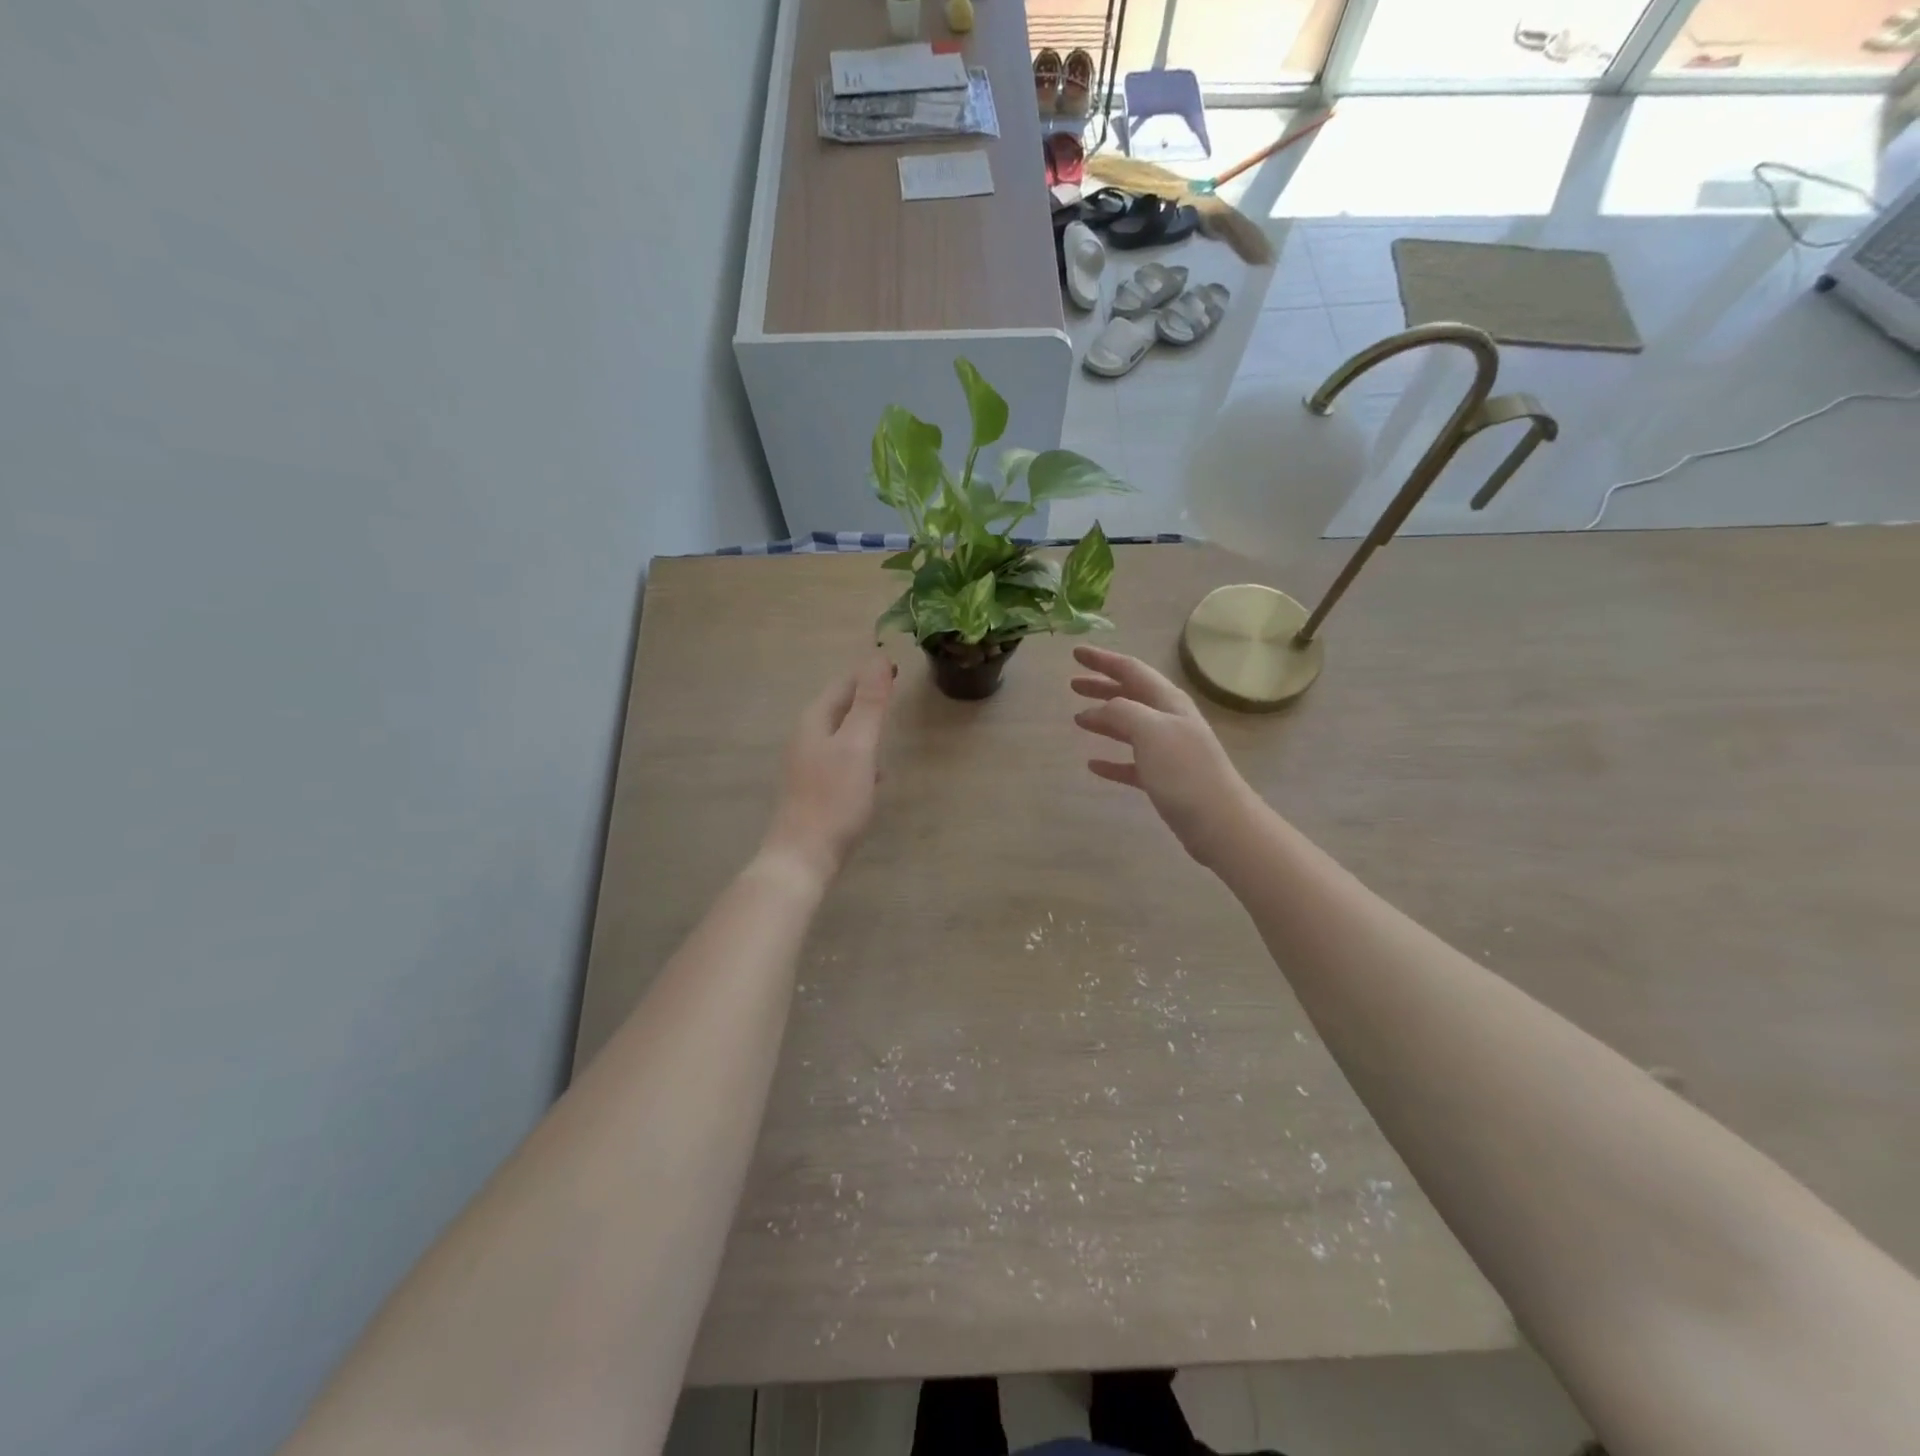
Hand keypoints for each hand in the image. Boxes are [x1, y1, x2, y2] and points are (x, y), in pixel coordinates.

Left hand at [762, 654, 894, 883]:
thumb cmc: (833, 799)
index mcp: (815, 721)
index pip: (844, 684)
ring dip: (863, 725)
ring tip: (887, 723)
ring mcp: (808, 765)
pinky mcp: (815, 789)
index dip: (869, 672)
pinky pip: (841, 758)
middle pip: (839, 706)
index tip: (896, 664)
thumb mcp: (857, 746)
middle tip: (894, 688)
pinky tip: (875, 772)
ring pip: (840, 733)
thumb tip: (877, 657)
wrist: (803, 857)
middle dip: (865, 696)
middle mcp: (806, 737)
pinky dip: (860, 754)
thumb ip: (869, 704)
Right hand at [1071, 646, 1259, 867]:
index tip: (1075, 653)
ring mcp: (1168, 751)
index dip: (1103, 660)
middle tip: (1073, 683)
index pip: (1131, 670)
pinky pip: (1132, 763)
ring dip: (1104, 719)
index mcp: (1169, 702)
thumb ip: (1122, 711)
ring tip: (1077, 718)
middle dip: (1102, 686)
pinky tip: (1093, 765)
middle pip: (1131, 695)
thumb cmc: (1185, 772)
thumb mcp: (1151, 731)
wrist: (1220, 823)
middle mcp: (1169, 721)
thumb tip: (1099, 710)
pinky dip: (1112, 760)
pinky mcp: (1164, 781)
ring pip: (1130, 726)